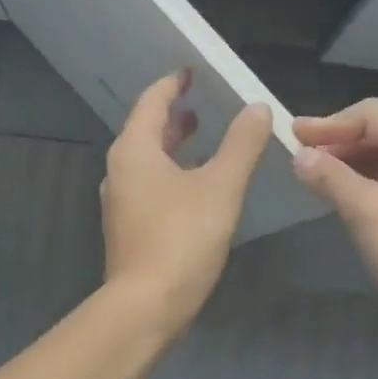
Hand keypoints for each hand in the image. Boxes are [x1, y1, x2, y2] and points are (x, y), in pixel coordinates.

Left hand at [101, 70, 271, 336]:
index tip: (191, 72)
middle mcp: (119, 171)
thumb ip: (241, 144)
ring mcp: (120, 203)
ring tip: (201, 140)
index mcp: (134, 151)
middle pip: (145, 131)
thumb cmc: (182, 239)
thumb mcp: (221, 186)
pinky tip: (194, 187)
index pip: (151, 102)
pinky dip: (170, 174)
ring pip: (146, 161)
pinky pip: (149, 187)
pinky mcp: (128, 229)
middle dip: (173, 117)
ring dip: (172, 147)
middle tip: (200, 107)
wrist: (146, 306)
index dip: (173, 84)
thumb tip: (258, 108)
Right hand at [292, 100, 377, 356]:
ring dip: (353, 160)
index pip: (374, 114)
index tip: (293, 136)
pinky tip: (346, 194)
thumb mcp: (368, 213)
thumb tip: (299, 156)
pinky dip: (369, 179)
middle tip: (300, 155)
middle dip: (341, 139)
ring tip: (317, 174)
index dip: (330, 122)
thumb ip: (332, 178)